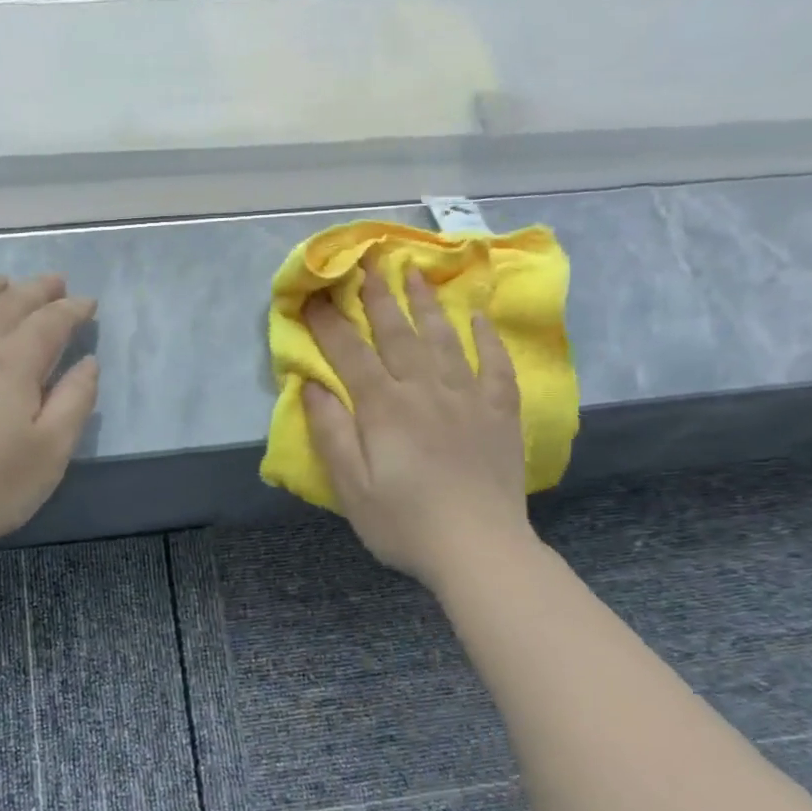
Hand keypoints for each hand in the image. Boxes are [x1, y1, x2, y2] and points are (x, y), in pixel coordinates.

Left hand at [0, 274, 98, 548]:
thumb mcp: (52, 449)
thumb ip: (76, 399)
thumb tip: (87, 363)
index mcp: (12, 361)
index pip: (49, 321)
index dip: (72, 309)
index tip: (89, 304)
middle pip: (8, 302)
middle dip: (37, 289)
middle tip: (57, 283)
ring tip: (5, 284)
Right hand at [302, 259, 532, 587]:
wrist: (479, 549)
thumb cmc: (404, 523)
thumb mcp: (350, 487)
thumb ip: (330, 432)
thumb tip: (311, 385)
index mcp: (384, 408)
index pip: (349, 355)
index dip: (328, 324)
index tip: (313, 297)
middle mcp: (425, 390)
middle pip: (398, 334)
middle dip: (379, 296)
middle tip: (369, 262)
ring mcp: (468, 398)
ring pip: (444, 338)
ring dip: (427, 303)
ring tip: (416, 272)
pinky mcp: (500, 413)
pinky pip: (495, 365)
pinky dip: (487, 338)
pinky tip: (479, 318)